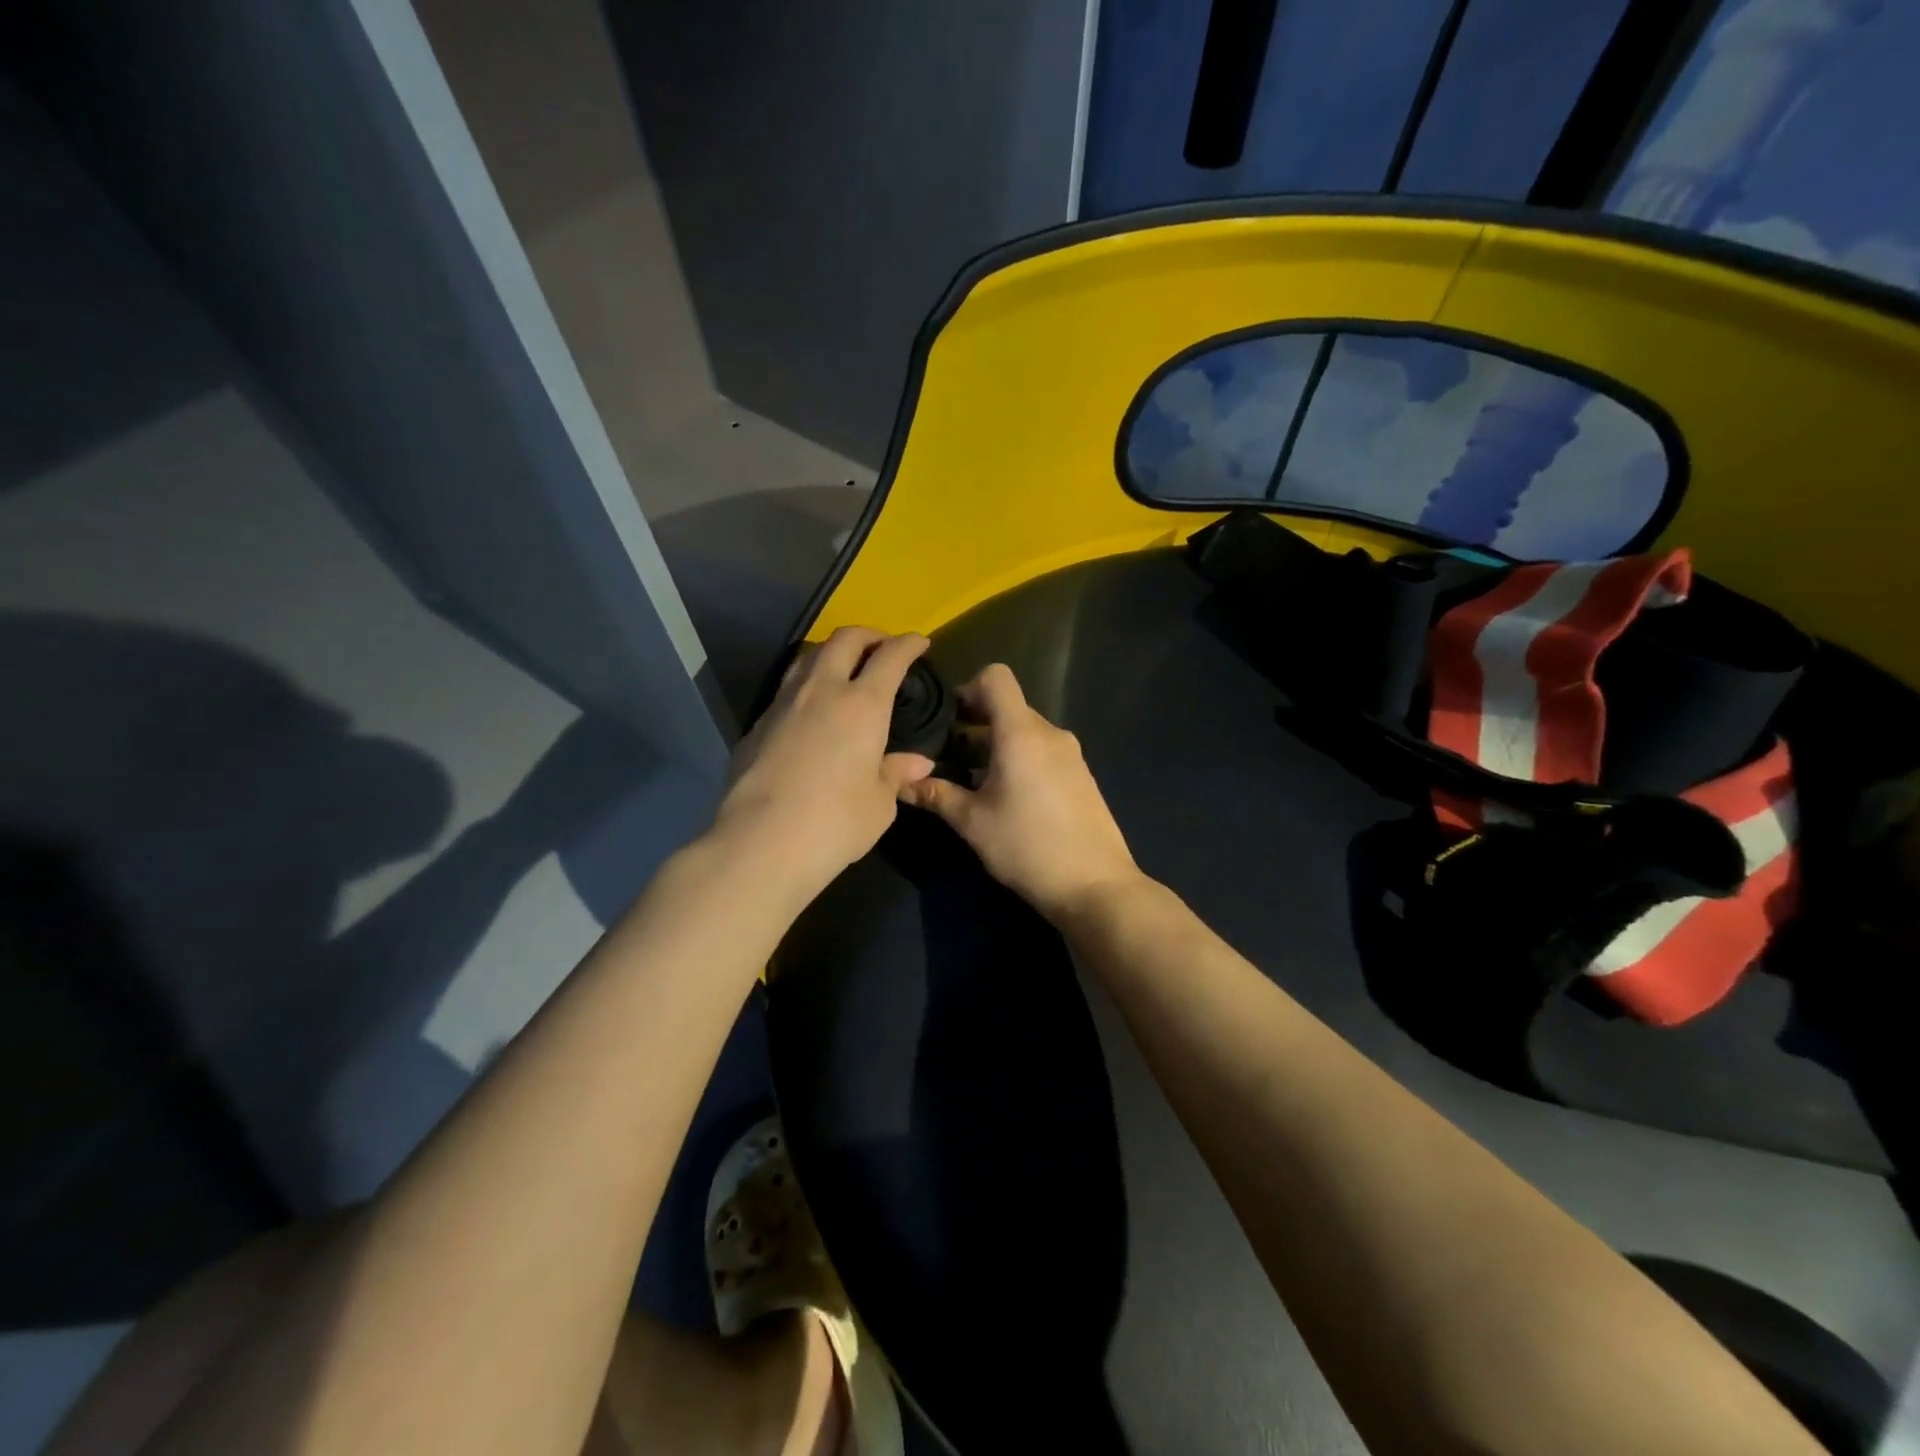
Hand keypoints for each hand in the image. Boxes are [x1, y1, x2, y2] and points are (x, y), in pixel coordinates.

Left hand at [713, 628, 935, 901]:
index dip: (907, 644)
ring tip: (844, 667)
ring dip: (832, 652)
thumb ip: (895, 774)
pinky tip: (811, 709)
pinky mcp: (757, 724)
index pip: (890, 657)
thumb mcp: (879, 804)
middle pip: (844, 640)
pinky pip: (786, 688)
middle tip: (882, 646)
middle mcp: (822, 691)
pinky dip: (806, 684)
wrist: (761, 843)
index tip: (919, 642)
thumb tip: (917, 763)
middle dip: (868, 635)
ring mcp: (783, 704)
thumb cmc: (835, 824)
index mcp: (862, 705)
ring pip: (808, 657)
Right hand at [900, 664, 1140, 920]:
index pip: (996, 677)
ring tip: (972, 783)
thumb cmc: (1027, 847)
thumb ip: (936, 795)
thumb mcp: (973, 822)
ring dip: (996, 746)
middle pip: (1008, 707)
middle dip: (975, 726)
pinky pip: (1043, 752)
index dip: (967, 689)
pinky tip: (1007, 799)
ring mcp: (1070, 754)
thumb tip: (901, 783)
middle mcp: (1050, 733)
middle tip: (947, 758)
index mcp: (1021, 733)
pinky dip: (1020, 760)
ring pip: (1025, 732)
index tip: (948, 722)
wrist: (1095, 886)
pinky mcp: (1081, 775)